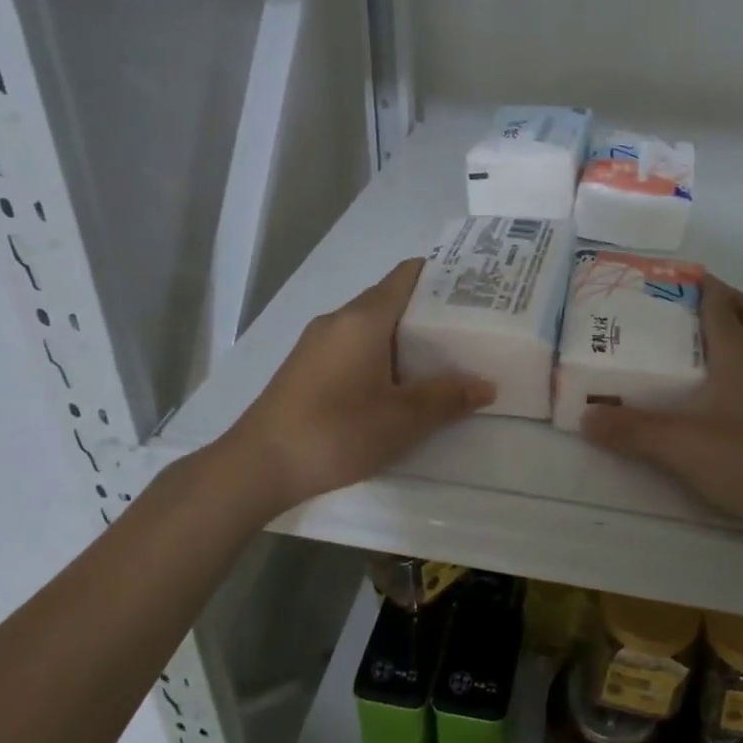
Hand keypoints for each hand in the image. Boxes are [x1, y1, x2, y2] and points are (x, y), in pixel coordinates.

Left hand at [226, 259, 493, 512]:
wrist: (256, 466)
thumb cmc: (334, 433)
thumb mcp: (401, 420)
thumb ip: (446, 398)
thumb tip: (485, 385)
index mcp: (363, 319)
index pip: (406, 275)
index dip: (441, 276)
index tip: (474, 289)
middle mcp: (338, 319)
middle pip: (391, 299)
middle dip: (430, 311)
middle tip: (469, 330)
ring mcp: (317, 342)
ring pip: (371, 325)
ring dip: (404, 337)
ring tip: (442, 358)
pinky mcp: (306, 366)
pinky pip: (353, 345)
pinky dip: (380, 353)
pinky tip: (397, 383)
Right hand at [582, 275, 742, 542]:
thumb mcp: (683, 446)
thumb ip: (633, 430)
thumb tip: (585, 416)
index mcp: (741, 350)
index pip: (717, 299)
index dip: (692, 283)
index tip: (659, 281)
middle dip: (716, 301)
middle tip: (677, 312)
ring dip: (730, 331)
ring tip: (689, 349)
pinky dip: (739, 364)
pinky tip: (715, 394)